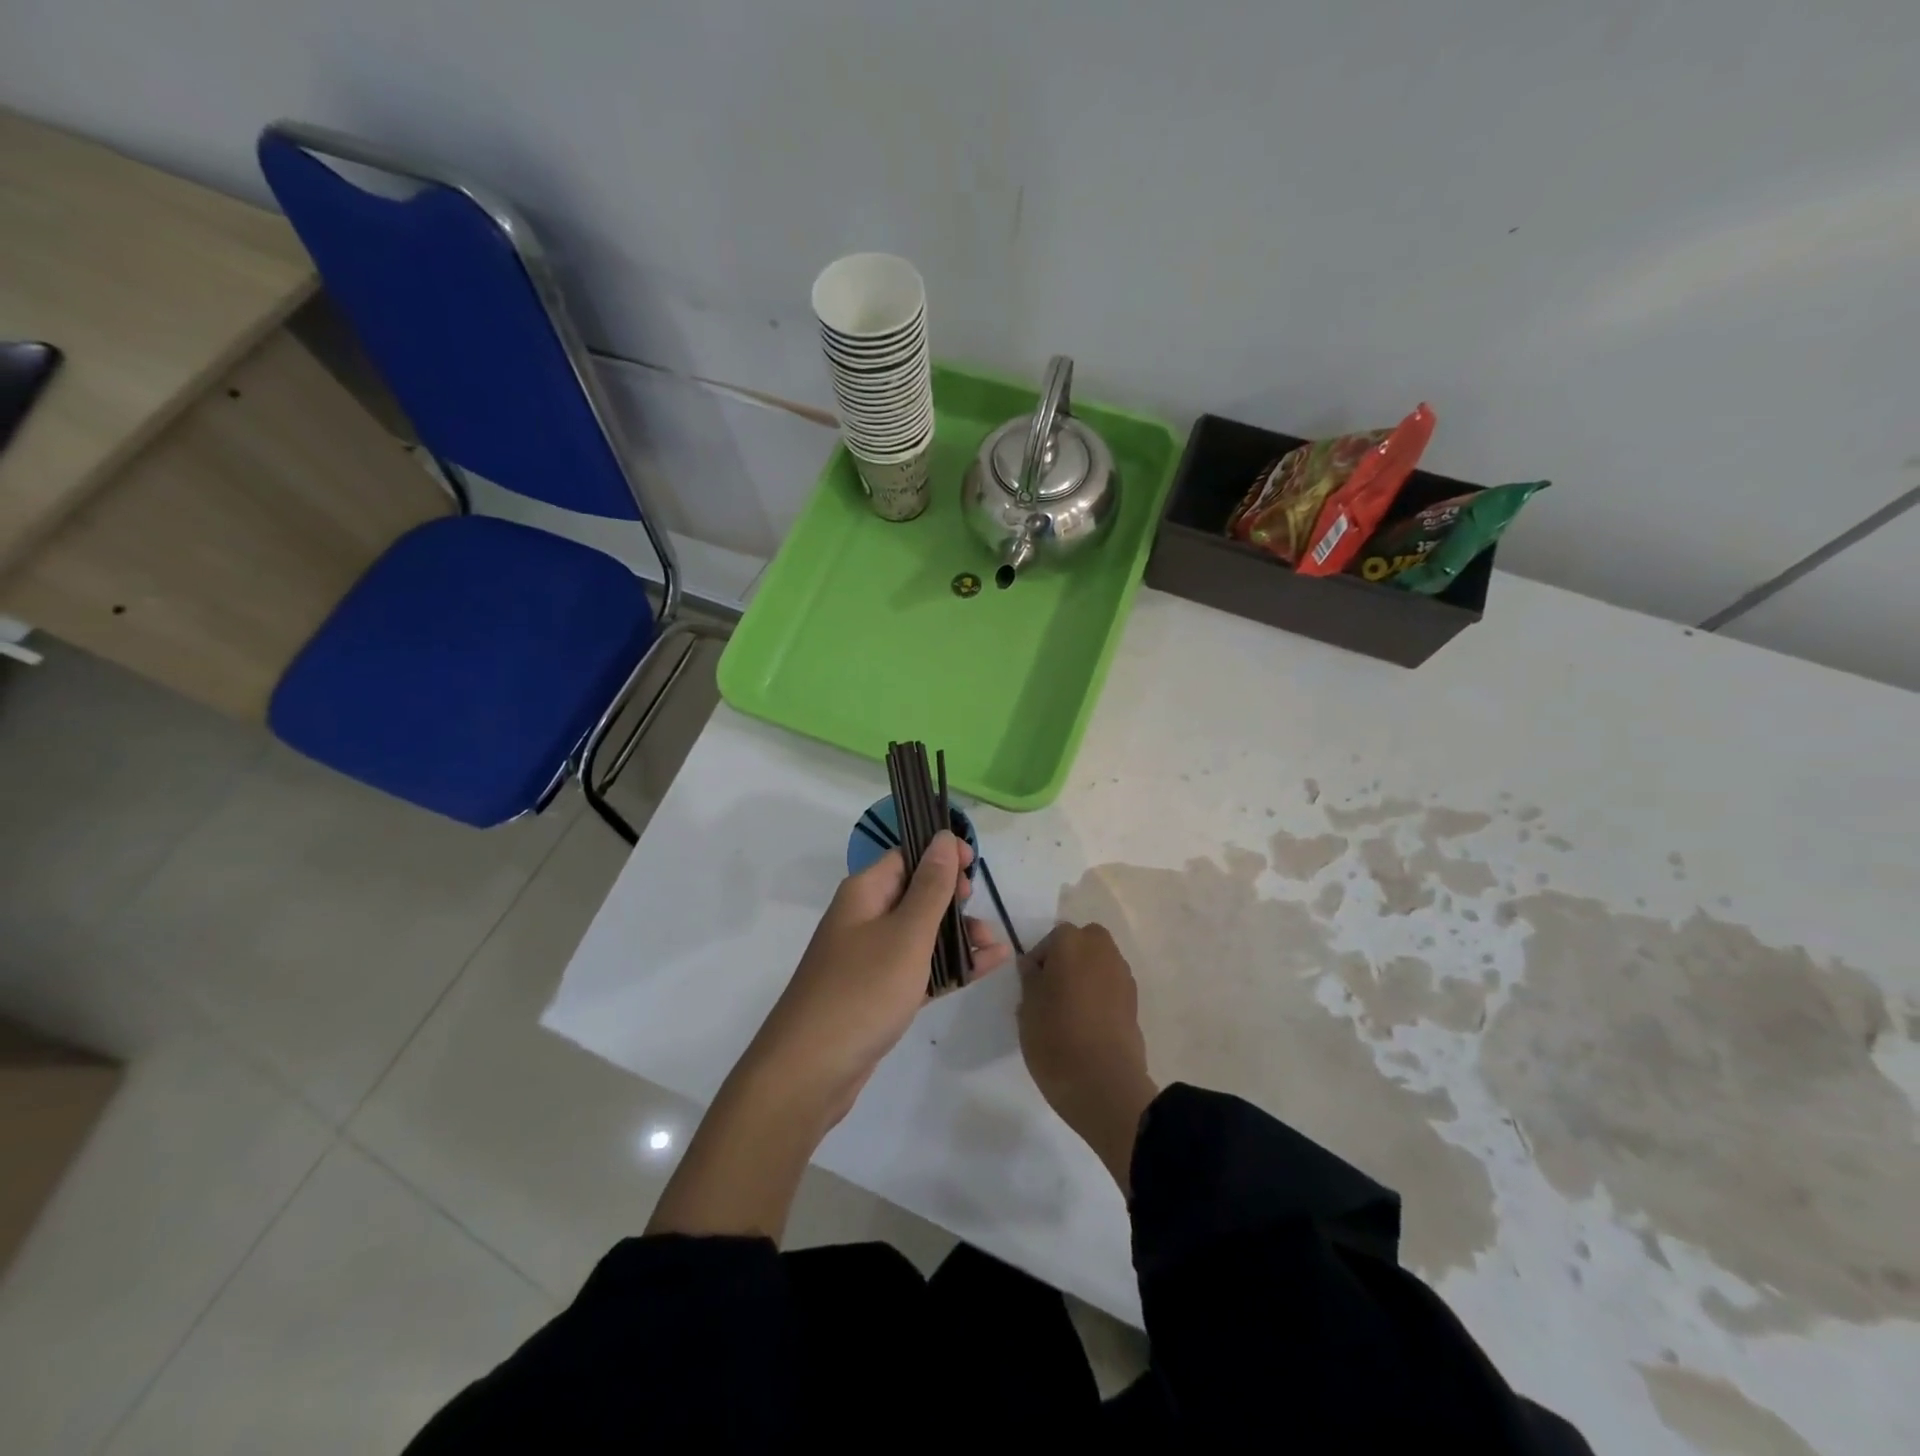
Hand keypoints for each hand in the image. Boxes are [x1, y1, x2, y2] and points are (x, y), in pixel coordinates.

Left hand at [744, 830, 1010, 1124]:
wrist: (810, 1070)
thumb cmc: (862, 990)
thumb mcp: (906, 934)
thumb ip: (931, 887)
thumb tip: (942, 837)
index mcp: (865, 892)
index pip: (907, 856)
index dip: (941, 855)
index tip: (974, 866)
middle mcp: (865, 917)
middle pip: (916, 893)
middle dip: (954, 899)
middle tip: (980, 912)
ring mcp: (870, 957)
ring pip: (922, 933)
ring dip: (958, 936)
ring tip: (994, 947)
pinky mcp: (878, 992)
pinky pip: (920, 968)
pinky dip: (949, 967)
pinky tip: (986, 967)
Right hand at [1018, 922, 1158, 1195]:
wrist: (1103, 1084)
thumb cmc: (1055, 1038)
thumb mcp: (1027, 1007)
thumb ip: (1030, 978)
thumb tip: (1033, 965)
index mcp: (1071, 942)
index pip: (1051, 939)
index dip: (1039, 961)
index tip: (1031, 988)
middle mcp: (1102, 949)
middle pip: (1082, 943)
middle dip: (1068, 959)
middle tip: (1051, 991)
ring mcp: (1122, 975)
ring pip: (1099, 963)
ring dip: (1086, 976)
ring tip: (1069, 1010)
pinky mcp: (1135, 1002)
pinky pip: (1111, 987)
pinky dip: (1100, 995)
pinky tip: (1087, 1023)